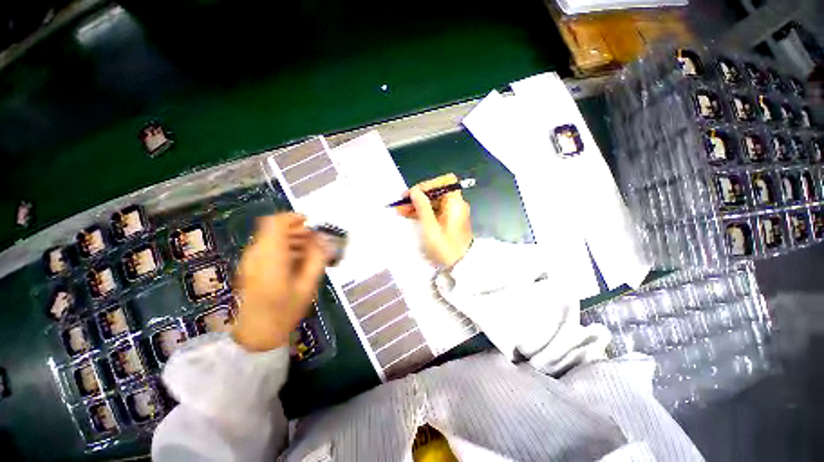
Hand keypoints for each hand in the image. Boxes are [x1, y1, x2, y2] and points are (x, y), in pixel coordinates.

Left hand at [232, 214, 325, 351]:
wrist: (256, 334)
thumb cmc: (285, 310)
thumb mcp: (308, 285)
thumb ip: (317, 258)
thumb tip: (323, 239)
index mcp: (271, 256)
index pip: (275, 223)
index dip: (293, 218)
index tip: (310, 223)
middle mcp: (256, 254)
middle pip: (274, 229)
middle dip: (297, 230)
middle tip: (315, 241)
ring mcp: (250, 260)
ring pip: (271, 238)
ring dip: (291, 239)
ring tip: (309, 252)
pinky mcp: (250, 267)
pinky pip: (268, 248)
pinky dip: (284, 248)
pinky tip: (297, 262)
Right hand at [397, 173, 472, 268]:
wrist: (459, 266)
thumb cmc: (445, 248)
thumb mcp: (431, 228)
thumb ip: (423, 208)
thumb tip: (414, 191)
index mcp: (455, 203)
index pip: (445, 182)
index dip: (429, 184)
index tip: (414, 193)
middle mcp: (455, 205)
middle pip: (436, 192)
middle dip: (418, 196)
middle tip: (401, 202)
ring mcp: (451, 213)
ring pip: (433, 202)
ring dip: (417, 204)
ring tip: (400, 209)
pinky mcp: (447, 221)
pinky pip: (434, 211)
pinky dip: (422, 212)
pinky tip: (408, 214)